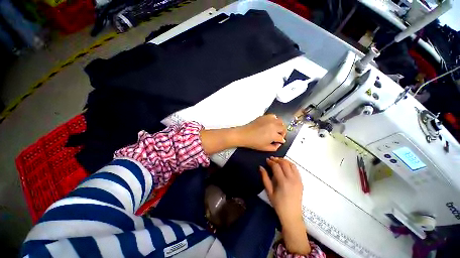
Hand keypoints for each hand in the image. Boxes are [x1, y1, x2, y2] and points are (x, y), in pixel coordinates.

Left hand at [235, 114, 286, 150]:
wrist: (244, 135)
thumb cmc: (254, 142)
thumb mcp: (265, 148)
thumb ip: (274, 147)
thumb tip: (278, 144)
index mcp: (274, 135)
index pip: (281, 138)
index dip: (281, 141)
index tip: (280, 142)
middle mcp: (273, 126)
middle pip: (283, 128)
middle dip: (283, 133)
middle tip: (279, 136)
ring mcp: (269, 120)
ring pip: (280, 121)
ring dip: (280, 126)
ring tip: (276, 129)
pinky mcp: (264, 117)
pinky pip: (273, 116)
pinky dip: (274, 119)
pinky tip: (271, 123)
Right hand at [260, 157, 302, 223]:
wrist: (292, 215)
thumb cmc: (278, 204)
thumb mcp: (269, 191)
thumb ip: (265, 178)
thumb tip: (260, 167)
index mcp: (283, 182)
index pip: (276, 166)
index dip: (271, 162)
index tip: (267, 160)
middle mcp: (292, 179)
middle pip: (285, 163)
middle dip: (277, 159)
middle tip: (271, 159)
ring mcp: (298, 180)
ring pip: (292, 164)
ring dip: (284, 161)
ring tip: (278, 161)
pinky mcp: (301, 182)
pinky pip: (296, 169)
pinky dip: (290, 165)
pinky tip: (286, 166)